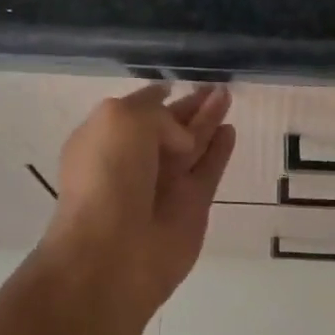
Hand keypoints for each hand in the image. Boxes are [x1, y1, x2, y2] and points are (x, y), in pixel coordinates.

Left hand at [46, 83, 235, 311]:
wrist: (115, 251)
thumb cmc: (107, 177)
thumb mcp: (120, 121)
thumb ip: (155, 115)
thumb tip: (182, 139)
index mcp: (104, 139)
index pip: (136, 111)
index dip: (156, 97)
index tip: (176, 82)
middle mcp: (134, 160)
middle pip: (169, 127)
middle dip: (190, 106)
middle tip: (216, 86)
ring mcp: (165, 184)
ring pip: (193, 144)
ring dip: (209, 120)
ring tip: (227, 95)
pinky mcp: (193, 205)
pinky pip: (209, 169)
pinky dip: (220, 150)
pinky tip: (230, 130)